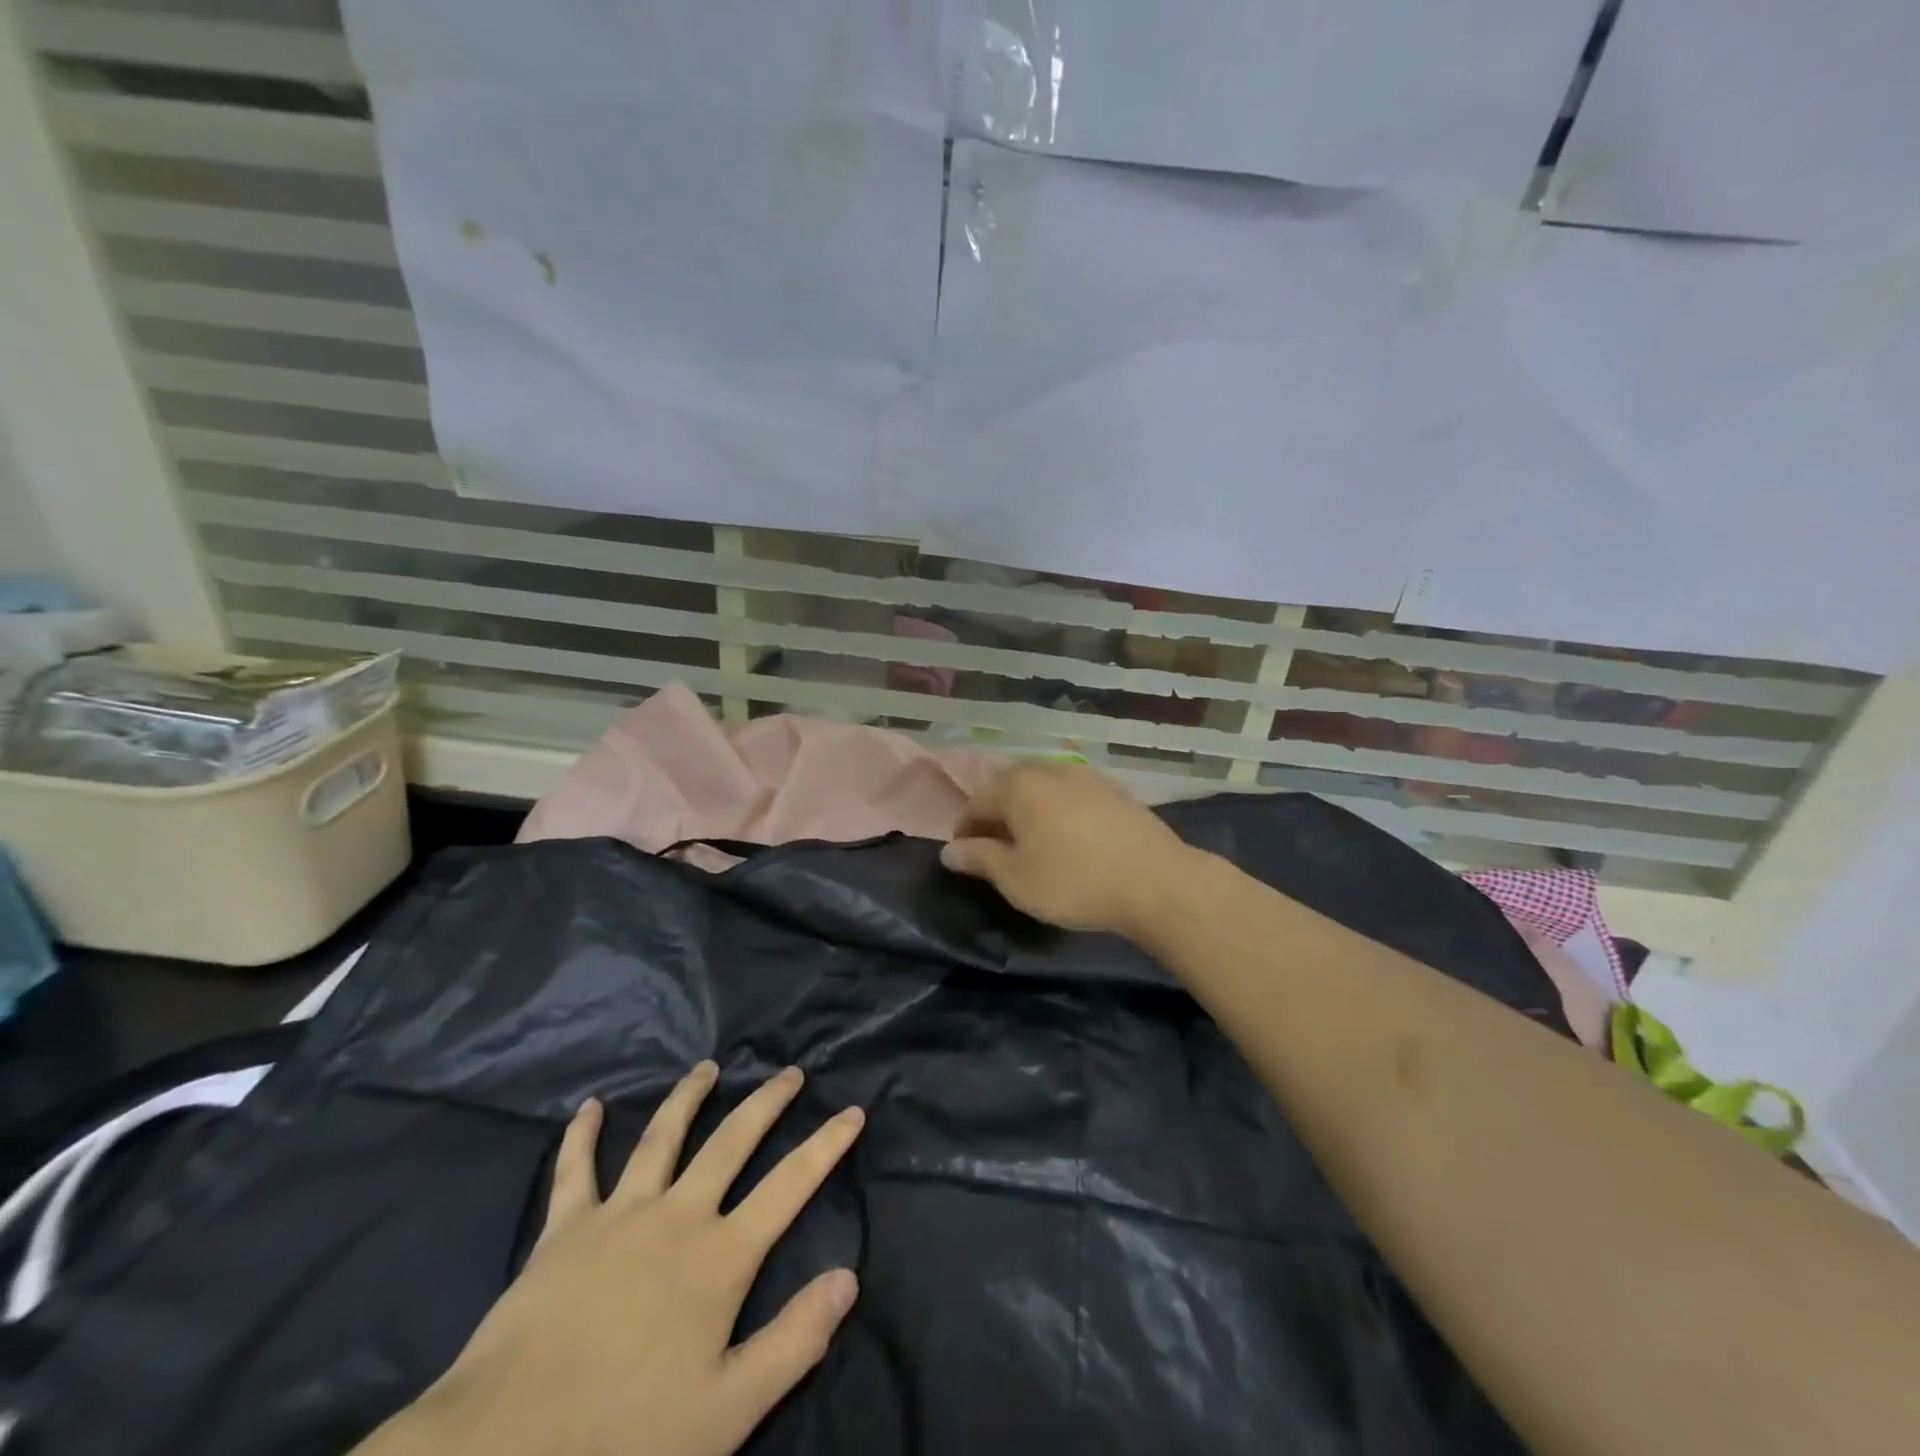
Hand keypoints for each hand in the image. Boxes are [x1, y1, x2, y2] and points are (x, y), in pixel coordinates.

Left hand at [358, 1063, 863, 1455]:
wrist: (503, 1451)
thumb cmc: (624, 1439)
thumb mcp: (728, 1411)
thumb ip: (795, 1341)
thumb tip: (849, 1277)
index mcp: (720, 1257)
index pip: (791, 1185)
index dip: (826, 1145)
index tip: (853, 1111)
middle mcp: (678, 1216)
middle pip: (732, 1141)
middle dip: (767, 1103)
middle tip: (790, 1072)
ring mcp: (619, 1215)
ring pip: (662, 1137)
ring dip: (689, 1097)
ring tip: (709, 1068)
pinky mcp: (564, 1229)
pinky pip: (574, 1169)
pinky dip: (582, 1134)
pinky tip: (590, 1107)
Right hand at [940, 761, 1196, 938]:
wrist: (1157, 881)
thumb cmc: (1074, 881)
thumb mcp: (1016, 878)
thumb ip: (979, 859)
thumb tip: (949, 851)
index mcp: (1018, 785)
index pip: (976, 802)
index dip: (966, 832)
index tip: (965, 859)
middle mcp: (1049, 770)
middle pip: (1010, 789)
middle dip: (997, 818)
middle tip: (997, 852)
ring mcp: (1086, 776)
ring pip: (1043, 791)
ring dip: (1029, 814)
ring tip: (1033, 847)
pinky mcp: (1114, 790)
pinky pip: (1072, 797)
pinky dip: (1059, 814)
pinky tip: (1069, 840)